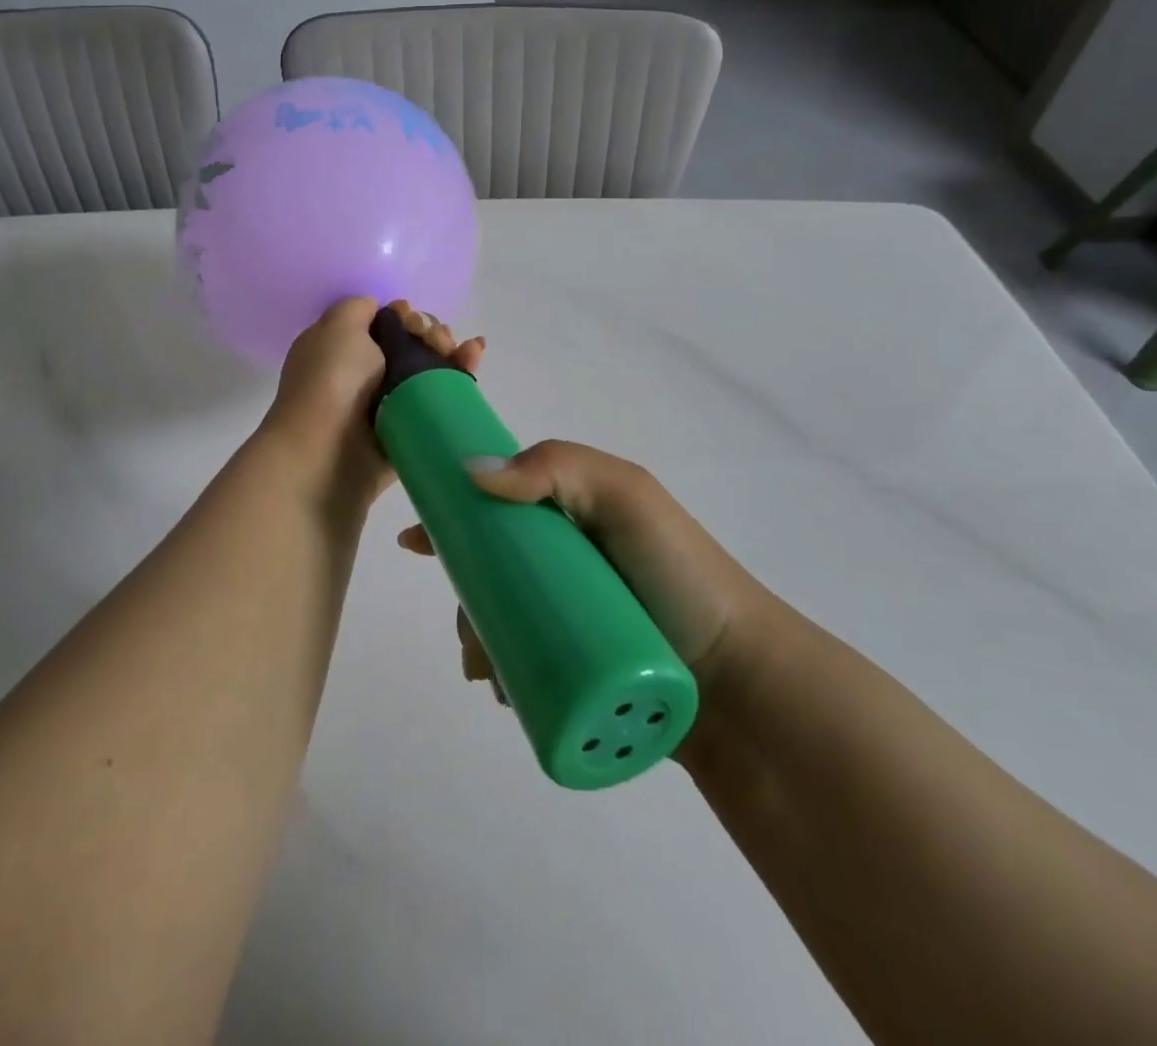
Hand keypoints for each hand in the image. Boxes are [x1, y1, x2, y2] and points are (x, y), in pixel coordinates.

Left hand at [261, 297, 484, 501]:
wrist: (327, 454)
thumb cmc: (331, 382)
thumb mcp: (337, 326)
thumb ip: (359, 307)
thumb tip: (383, 312)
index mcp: (340, 348)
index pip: (383, 323)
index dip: (404, 315)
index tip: (410, 318)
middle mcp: (363, 375)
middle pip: (411, 345)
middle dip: (431, 333)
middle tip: (437, 341)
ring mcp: (388, 404)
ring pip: (429, 371)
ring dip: (450, 352)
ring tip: (463, 350)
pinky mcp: (411, 431)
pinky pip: (439, 400)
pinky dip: (459, 379)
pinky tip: (474, 359)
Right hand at [398, 441, 773, 746]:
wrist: (739, 683)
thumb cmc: (678, 576)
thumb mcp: (626, 497)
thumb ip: (557, 467)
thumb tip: (471, 472)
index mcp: (576, 515)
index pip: (502, 504)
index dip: (454, 516)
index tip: (417, 542)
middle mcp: (571, 562)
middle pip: (493, 568)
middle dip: (464, 596)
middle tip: (468, 633)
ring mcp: (574, 617)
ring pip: (502, 619)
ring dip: (476, 639)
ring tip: (486, 671)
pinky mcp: (580, 667)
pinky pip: (523, 662)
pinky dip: (499, 671)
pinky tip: (500, 689)